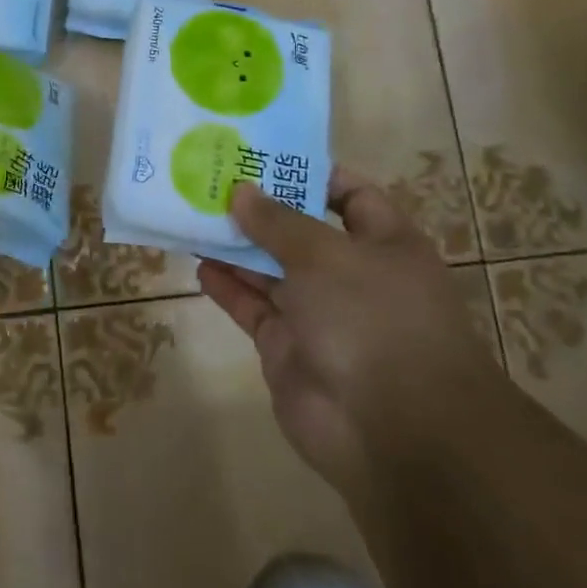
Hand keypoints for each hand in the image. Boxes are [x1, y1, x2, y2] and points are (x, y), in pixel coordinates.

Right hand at [198, 167, 490, 493]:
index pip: (350, 194)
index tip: (262, 156)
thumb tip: (241, 190)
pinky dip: (227, 286)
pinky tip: (198, 262)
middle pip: (300, 231)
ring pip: (270, 269)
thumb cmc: (373, 319)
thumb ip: (278, 221)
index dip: (309, 174)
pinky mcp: (287, 348)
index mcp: (383, 243)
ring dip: (236, 245)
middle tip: (212, 180)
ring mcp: (318, 314)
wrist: (393, 431)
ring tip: (193, 213)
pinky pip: (252, 307)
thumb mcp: (325, 254)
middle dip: (259, 208)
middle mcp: (352, 275)